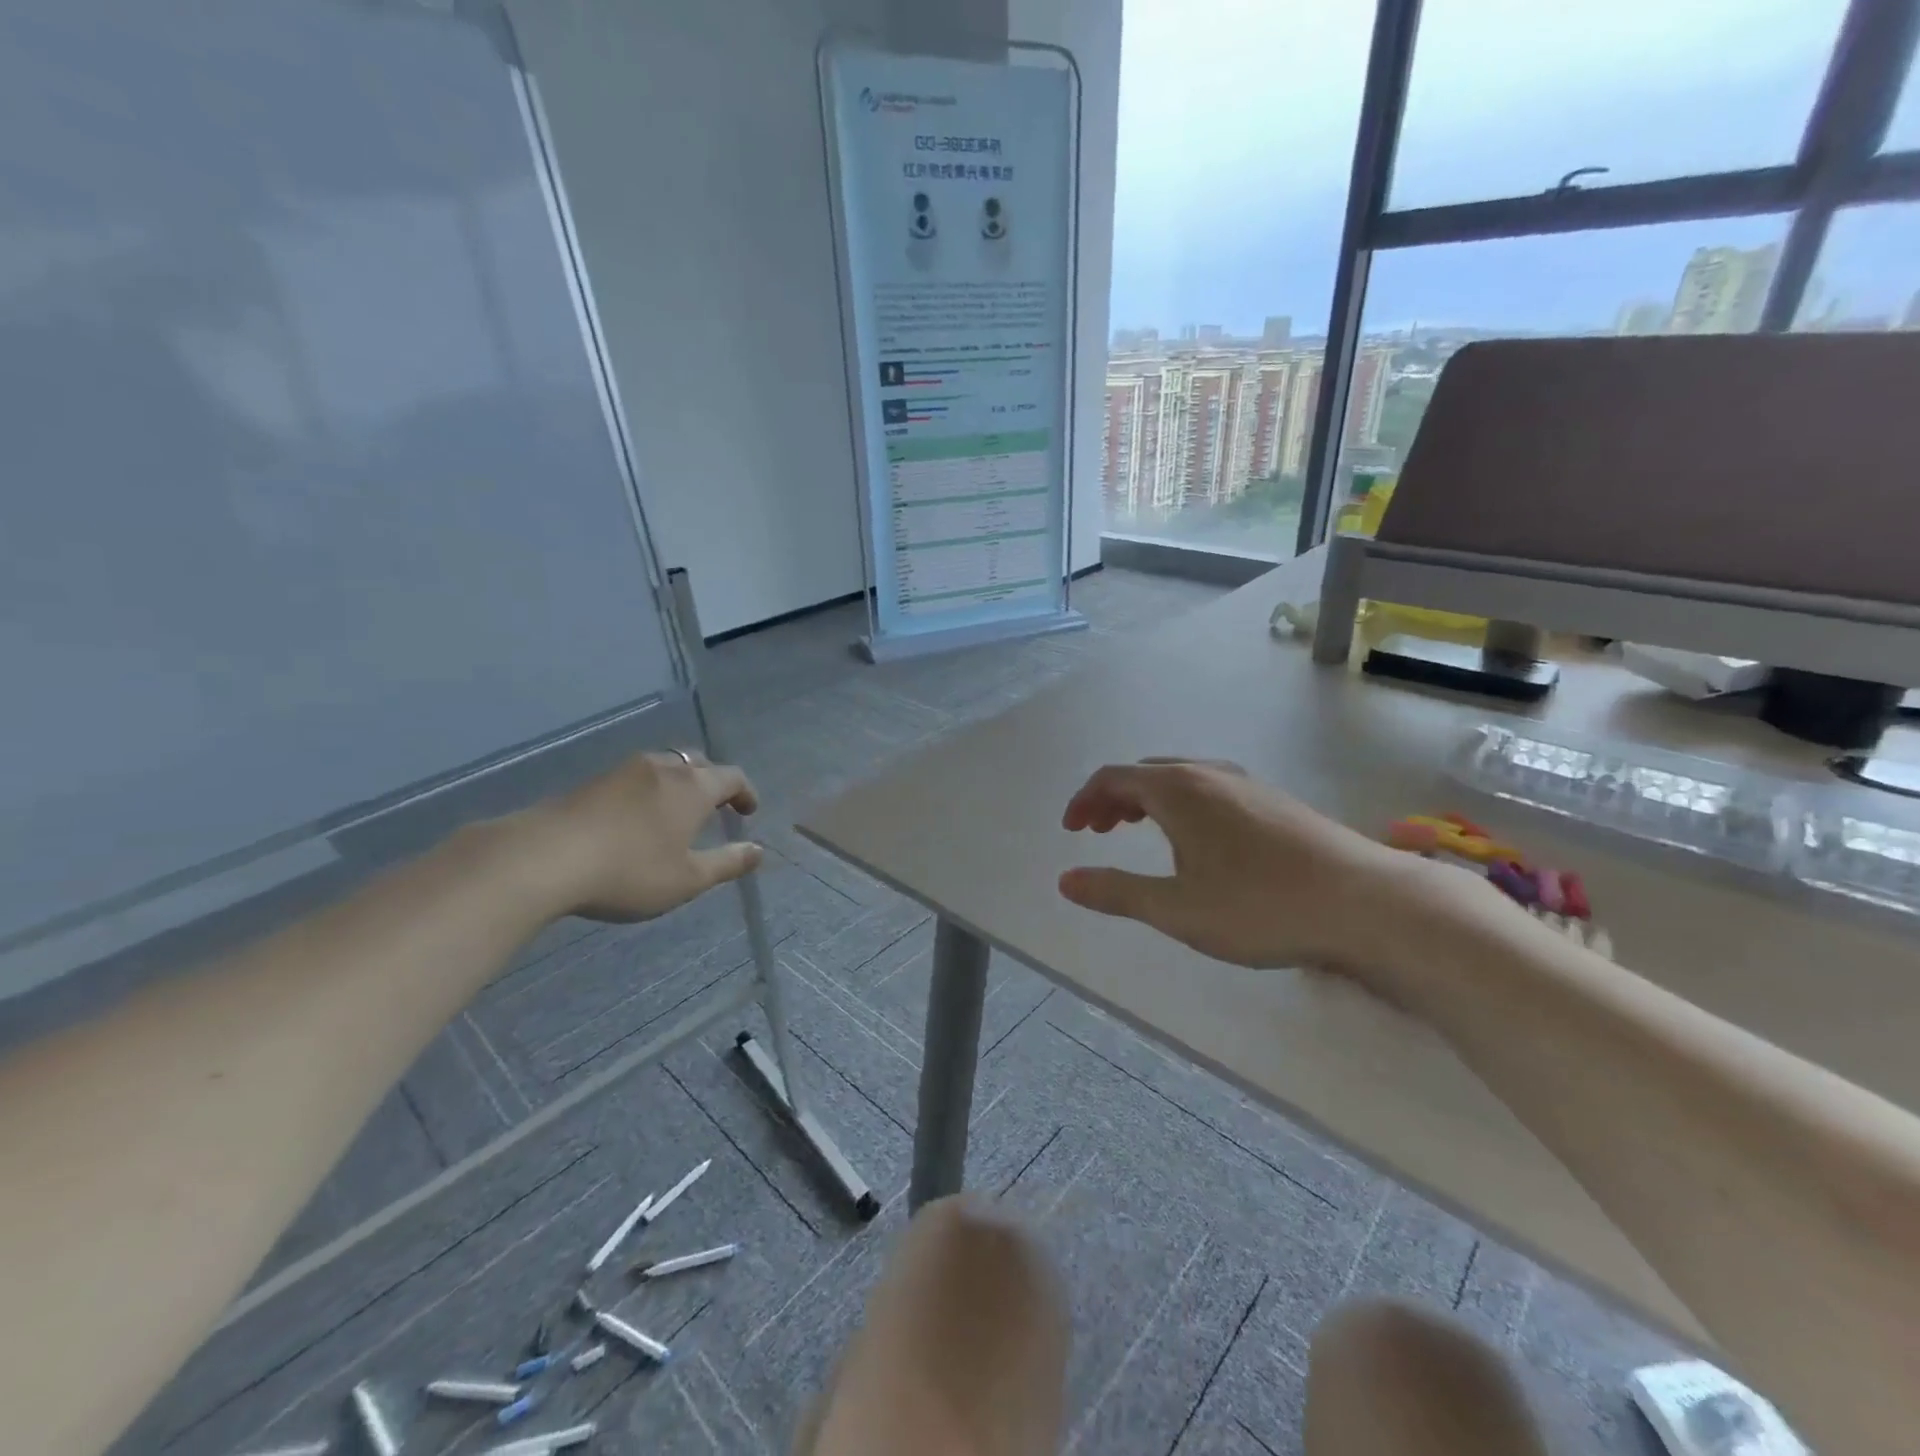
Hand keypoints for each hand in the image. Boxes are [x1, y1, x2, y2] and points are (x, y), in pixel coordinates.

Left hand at [518, 750, 763, 921]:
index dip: (745, 792)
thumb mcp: (687, 879)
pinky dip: (648, 791)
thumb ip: (727, 863)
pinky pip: (635, 778)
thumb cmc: (629, 870)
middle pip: (698, 764)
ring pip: (664, 767)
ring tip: (675, 812)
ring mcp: (624, 771)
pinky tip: (636, 818)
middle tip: (715, 808)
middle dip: (712, 783)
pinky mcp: (591, 781)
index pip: (731, 777)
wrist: (543, 858)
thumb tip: (759, 851)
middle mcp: (663, 768)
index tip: (748, 811)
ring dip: (678, 785)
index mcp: (693, 787)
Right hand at [1058, 758, 1439, 976]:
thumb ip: (1116, 892)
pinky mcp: (1275, 802)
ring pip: (1180, 779)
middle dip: (1113, 798)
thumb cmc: (1259, 905)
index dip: (1084, 800)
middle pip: (1145, 773)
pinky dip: (1181, 805)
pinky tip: (1197, 841)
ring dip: (1148, 800)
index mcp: (1177, 789)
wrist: (1364, 903)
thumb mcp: (1175, 908)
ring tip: (1138, 830)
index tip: (1072, 830)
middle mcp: (1209, 774)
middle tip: (1097, 830)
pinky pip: (1209, 790)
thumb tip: (1066, 881)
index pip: (1113, 777)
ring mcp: (1247, 784)